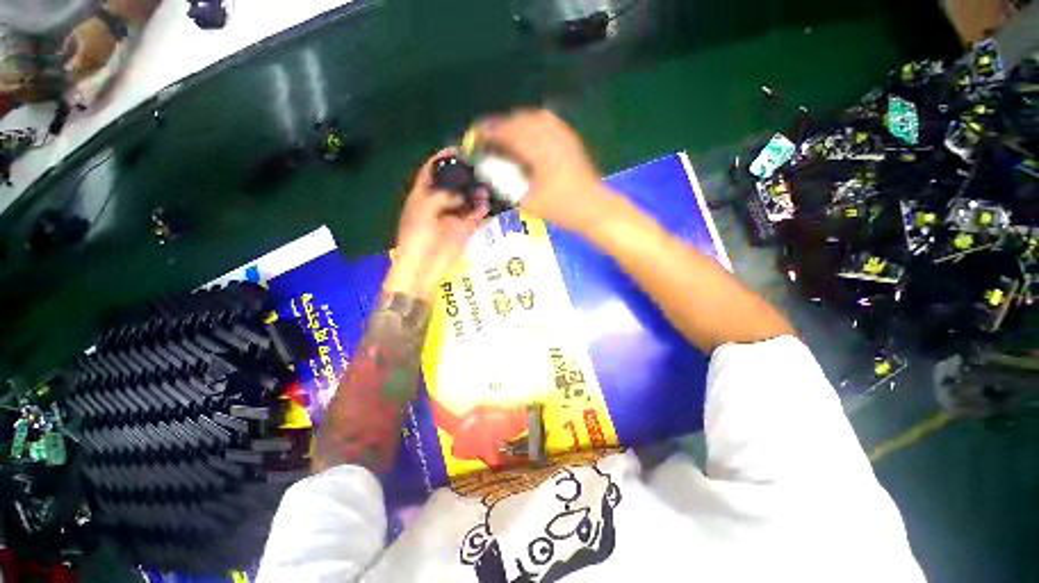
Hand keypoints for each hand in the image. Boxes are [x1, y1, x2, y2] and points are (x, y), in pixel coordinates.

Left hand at [385, 148, 488, 300]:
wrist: (423, 268)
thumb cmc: (417, 239)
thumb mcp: (423, 212)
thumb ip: (441, 197)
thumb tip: (461, 193)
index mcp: (421, 198)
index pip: (430, 173)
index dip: (441, 159)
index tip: (457, 149)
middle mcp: (438, 205)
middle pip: (452, 186)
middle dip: (464, 176)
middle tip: (480, 166)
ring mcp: (452, 218)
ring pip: (466, 201)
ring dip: (475, 194)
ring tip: (488, 184)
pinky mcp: (463, 231)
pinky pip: (474, 218)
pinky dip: (481, 211)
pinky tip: (488, 205)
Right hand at [474, 109, 610, 233]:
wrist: (595, 209)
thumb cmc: (563, 209)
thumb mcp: (530, 204)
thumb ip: (509, 187)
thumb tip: (493, 174)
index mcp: (540, 151)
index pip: (509, 133)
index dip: (490, 132)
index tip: (476, 135)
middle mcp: (552, 137)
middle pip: (521, 120)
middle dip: (502, 125)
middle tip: (489, 136)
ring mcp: (564, 137)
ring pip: (536, 117)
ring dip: (518, 122)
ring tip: (507, 133)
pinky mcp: (572, 141)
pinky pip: (550, 122)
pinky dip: (534, 123)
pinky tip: (530, 134)